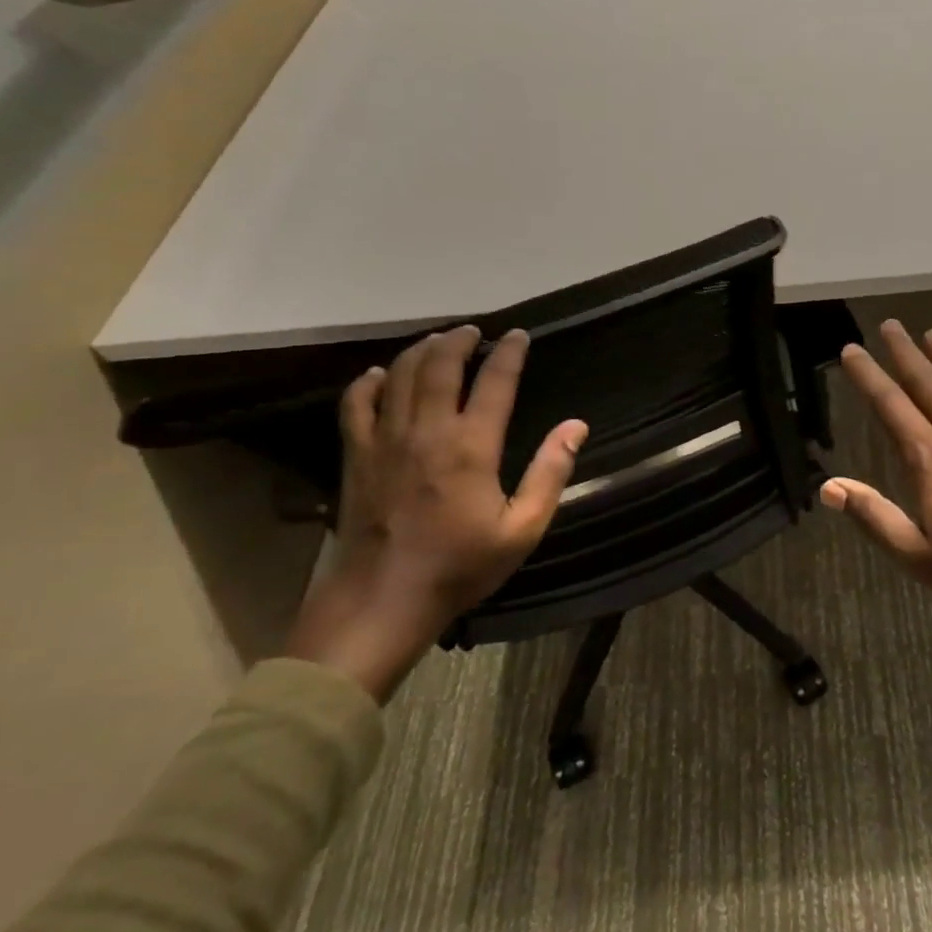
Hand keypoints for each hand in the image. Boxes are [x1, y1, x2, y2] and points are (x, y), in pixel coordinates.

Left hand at [285, 325, 586, 699]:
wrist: (383, 600)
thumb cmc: (460, 566)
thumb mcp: (522, 528)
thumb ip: (550, 473)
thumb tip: (576, 426)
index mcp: (471, 447)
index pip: (494, 382)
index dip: (510, 353)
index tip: (519, 336)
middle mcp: (427, 431)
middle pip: (439, 365)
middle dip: (460, 340)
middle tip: (475, 331)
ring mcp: (385, 440)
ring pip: (398, 375)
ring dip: (420, 350)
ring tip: (437, 341)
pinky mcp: (356, 456)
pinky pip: (355, 404)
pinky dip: (367, 382)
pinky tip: (379, 374)